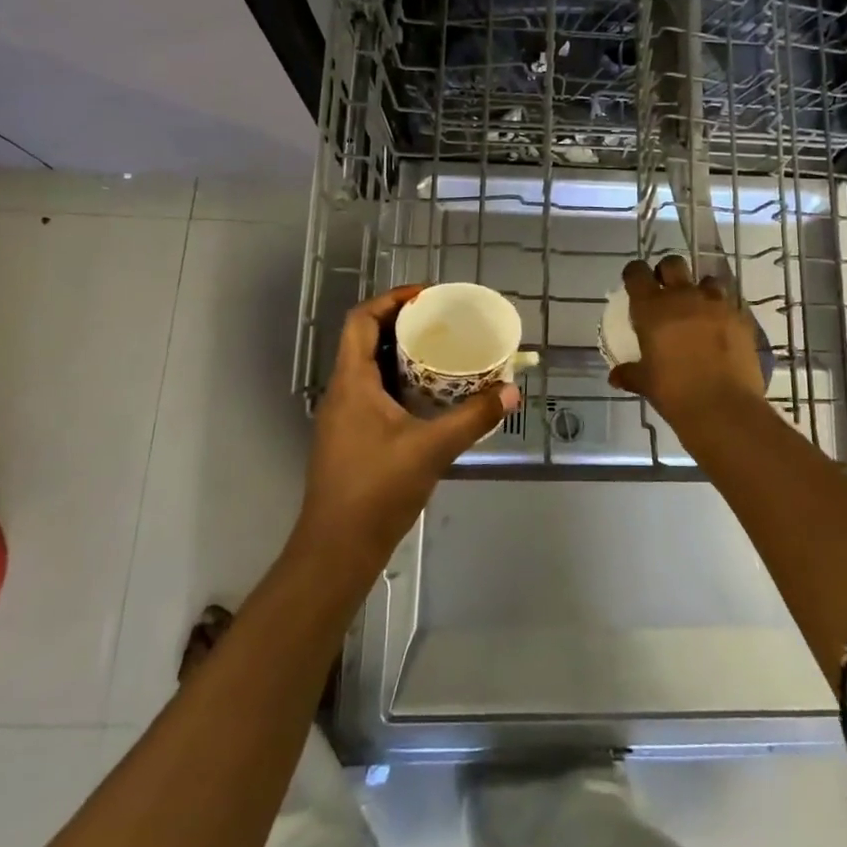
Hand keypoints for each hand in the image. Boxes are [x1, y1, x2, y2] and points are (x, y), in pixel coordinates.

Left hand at [297, 286, 519, 563]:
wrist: (336, 549)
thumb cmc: (376, 490)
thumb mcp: (431, 450)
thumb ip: (472, 418)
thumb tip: (510, 391)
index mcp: (352, 383)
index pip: (361, 321)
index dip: (391, 300)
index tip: (427, 296)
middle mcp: (343, 392)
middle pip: (365, 339)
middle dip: (402, 323)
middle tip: (442, 320)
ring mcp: (344, 416)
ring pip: (369, 367)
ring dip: (401, 353)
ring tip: (442, 349)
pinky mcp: (351, 437)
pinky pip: (374, 391)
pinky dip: (400, 380)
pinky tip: (430, 394)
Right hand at [608, 257, 768, 425]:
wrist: (722, 407)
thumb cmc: (674, 392)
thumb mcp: (646, 383)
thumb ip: (630, 373)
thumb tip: (616, 376)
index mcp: (652, 308)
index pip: (636, 273)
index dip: (634, 274)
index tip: (634, 283)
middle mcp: (683, 297)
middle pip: (673, 264)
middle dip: (667, 272)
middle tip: (666, 291)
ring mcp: (715, 304)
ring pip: (706, 280)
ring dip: (700, 290)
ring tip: (699, 310)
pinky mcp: (740, 317)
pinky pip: (729, 304)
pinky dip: (722, 312)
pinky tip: (721, 330)